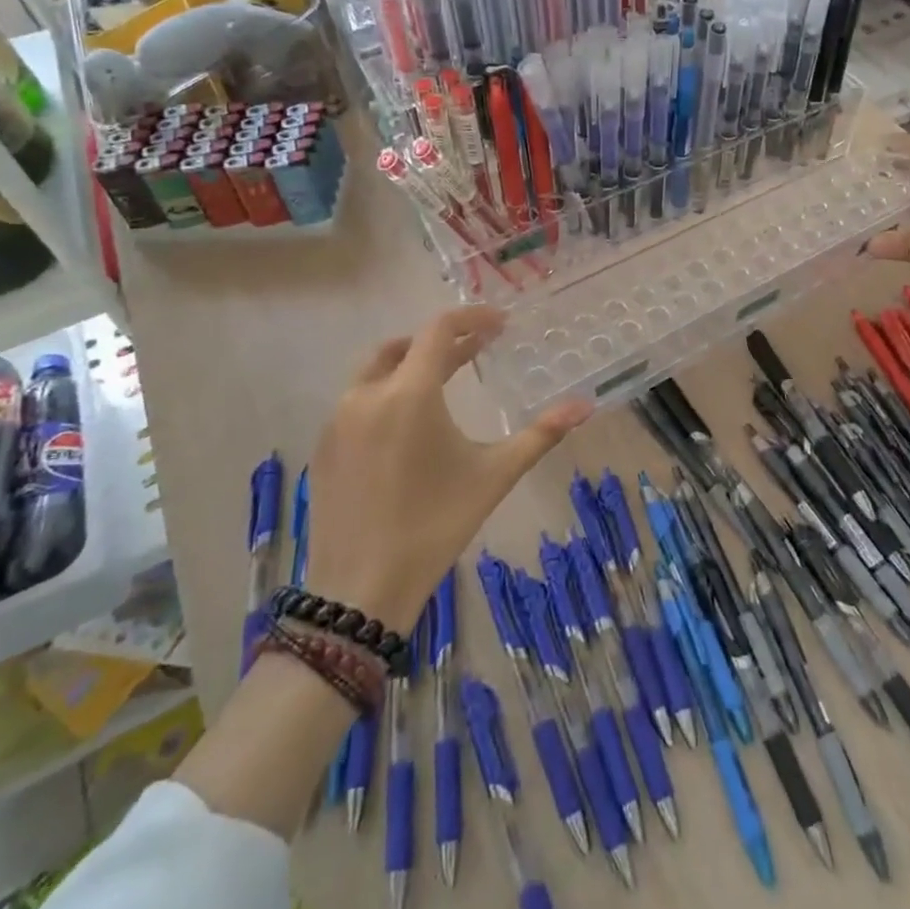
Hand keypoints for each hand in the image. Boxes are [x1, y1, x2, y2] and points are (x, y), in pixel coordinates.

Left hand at [304, 306, 592, 632]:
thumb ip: (542, 434)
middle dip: (443, 342)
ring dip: (412, 364)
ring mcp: (337, 420)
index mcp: (410, 393)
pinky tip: (407, 427)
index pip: (439, 330)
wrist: (361, 590)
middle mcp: (366, 394)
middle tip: (476, 351)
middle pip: (406, 345)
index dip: (471, 318)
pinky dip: (386, 393)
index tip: (500, 323)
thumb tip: (586, 405)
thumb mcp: (494, 475)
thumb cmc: (435, 524)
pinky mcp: (322, 447)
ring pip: (376, 370)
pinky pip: (356, 401)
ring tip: (443, 381)